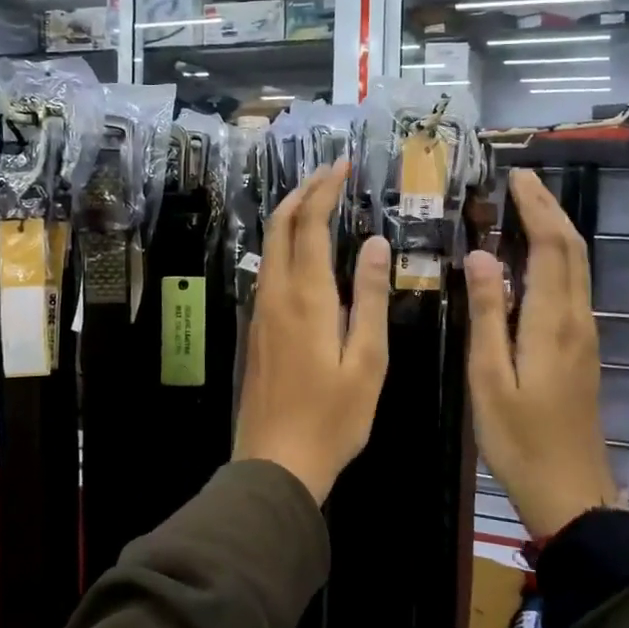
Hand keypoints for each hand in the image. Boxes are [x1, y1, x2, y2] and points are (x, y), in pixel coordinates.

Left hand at [233, 160, 391, 502]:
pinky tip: (301, 252)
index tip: (342, 165)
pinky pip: (267, 270)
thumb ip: (368, 298)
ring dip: (290, 216)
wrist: (275, 462)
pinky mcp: (255, 330)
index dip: (324, 189)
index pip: (309, 224)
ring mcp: (260, 312)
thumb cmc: (332, 417)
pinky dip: (284, 245)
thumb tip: (373, 243)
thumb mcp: (367, 360)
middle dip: (302, 192)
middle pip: (280, 226)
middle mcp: (275, 294)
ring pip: (269, 247)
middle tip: (327, 174)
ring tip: (316, 201)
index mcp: (306, 297)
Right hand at [463, 169, 621, 537]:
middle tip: (520, 182)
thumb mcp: (489, 378)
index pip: (551, 248)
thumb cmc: (519, 440)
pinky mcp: (582, 351)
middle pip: (572, 250)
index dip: (536, 209)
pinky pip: (572, 288)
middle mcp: (577, 321)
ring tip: (525, 208)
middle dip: (549, 210)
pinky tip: (532, 261)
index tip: (516, 178)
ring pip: (577, 268)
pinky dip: (556, 259)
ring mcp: (585, 336)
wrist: (571, 493)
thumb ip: (486, 314)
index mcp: (553, 323)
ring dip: (555, 231)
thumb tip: (481, 256)